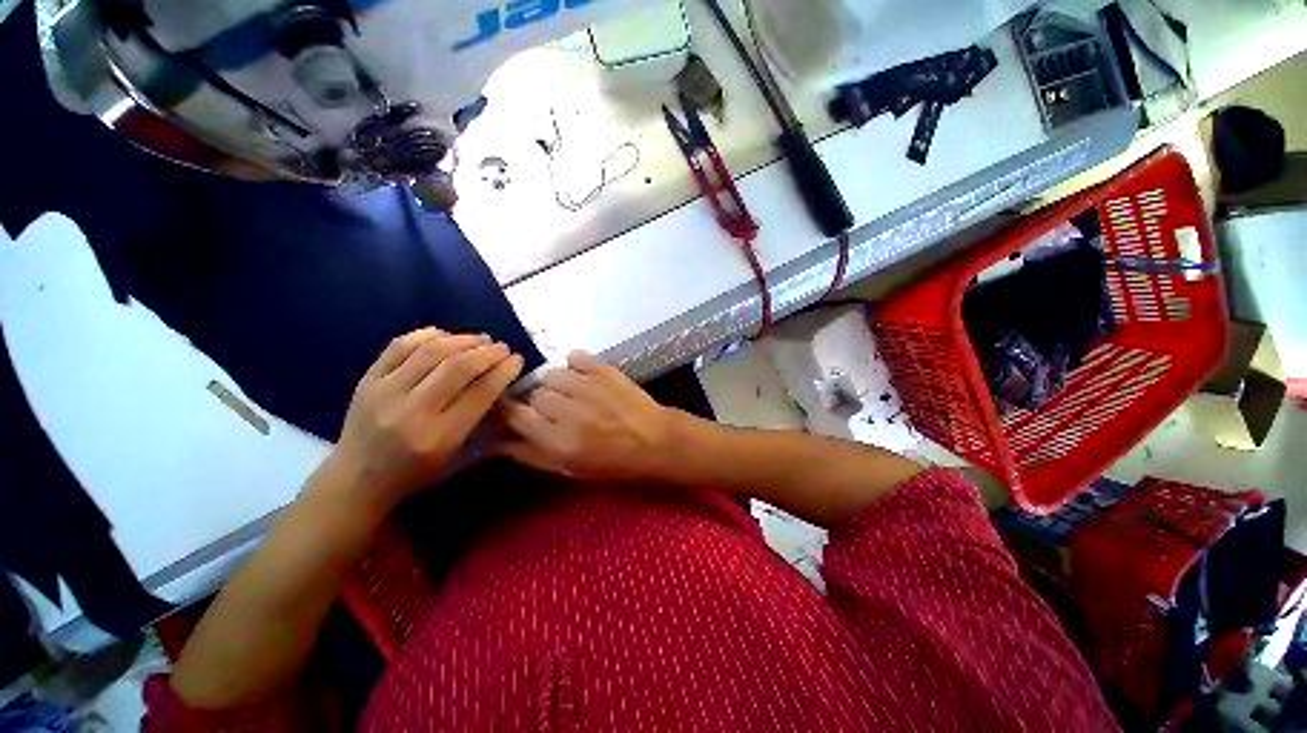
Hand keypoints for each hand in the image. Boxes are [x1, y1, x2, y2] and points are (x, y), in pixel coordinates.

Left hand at [324, 328, 524, 513]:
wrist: (356, 480)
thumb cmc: (416, 473)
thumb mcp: (457, 456)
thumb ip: (480, 419)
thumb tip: (500, 380)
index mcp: (438, 437)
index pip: (480, 393)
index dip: (503, 371)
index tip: (517, 359)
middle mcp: (411, 412)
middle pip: (457, 367)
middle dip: (487, 352)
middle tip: (502, 347)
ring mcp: (384, 392)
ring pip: (430, 351)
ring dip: (462, 340)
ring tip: (480, 338)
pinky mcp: (366, 380)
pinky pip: (399, 346)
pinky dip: (427, 335)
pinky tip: (446, 336)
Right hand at [498, 351, 680, 481]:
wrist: (655, 440)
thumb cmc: (613, 462)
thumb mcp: (570, 469)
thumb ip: (532, 454)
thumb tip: (497, 441)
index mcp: (558, 440)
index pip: (515, 415)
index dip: (507, 410)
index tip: (511, 409)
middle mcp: (568, 410)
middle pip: (534, 393)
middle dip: (538, 401)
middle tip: (554, 409)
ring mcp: (588, 386)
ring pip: (552, 374)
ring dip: (556, 384)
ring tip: (570, 393)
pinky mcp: (604, 370)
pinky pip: (575, 356)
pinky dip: (574, 364)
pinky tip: (581, 375)